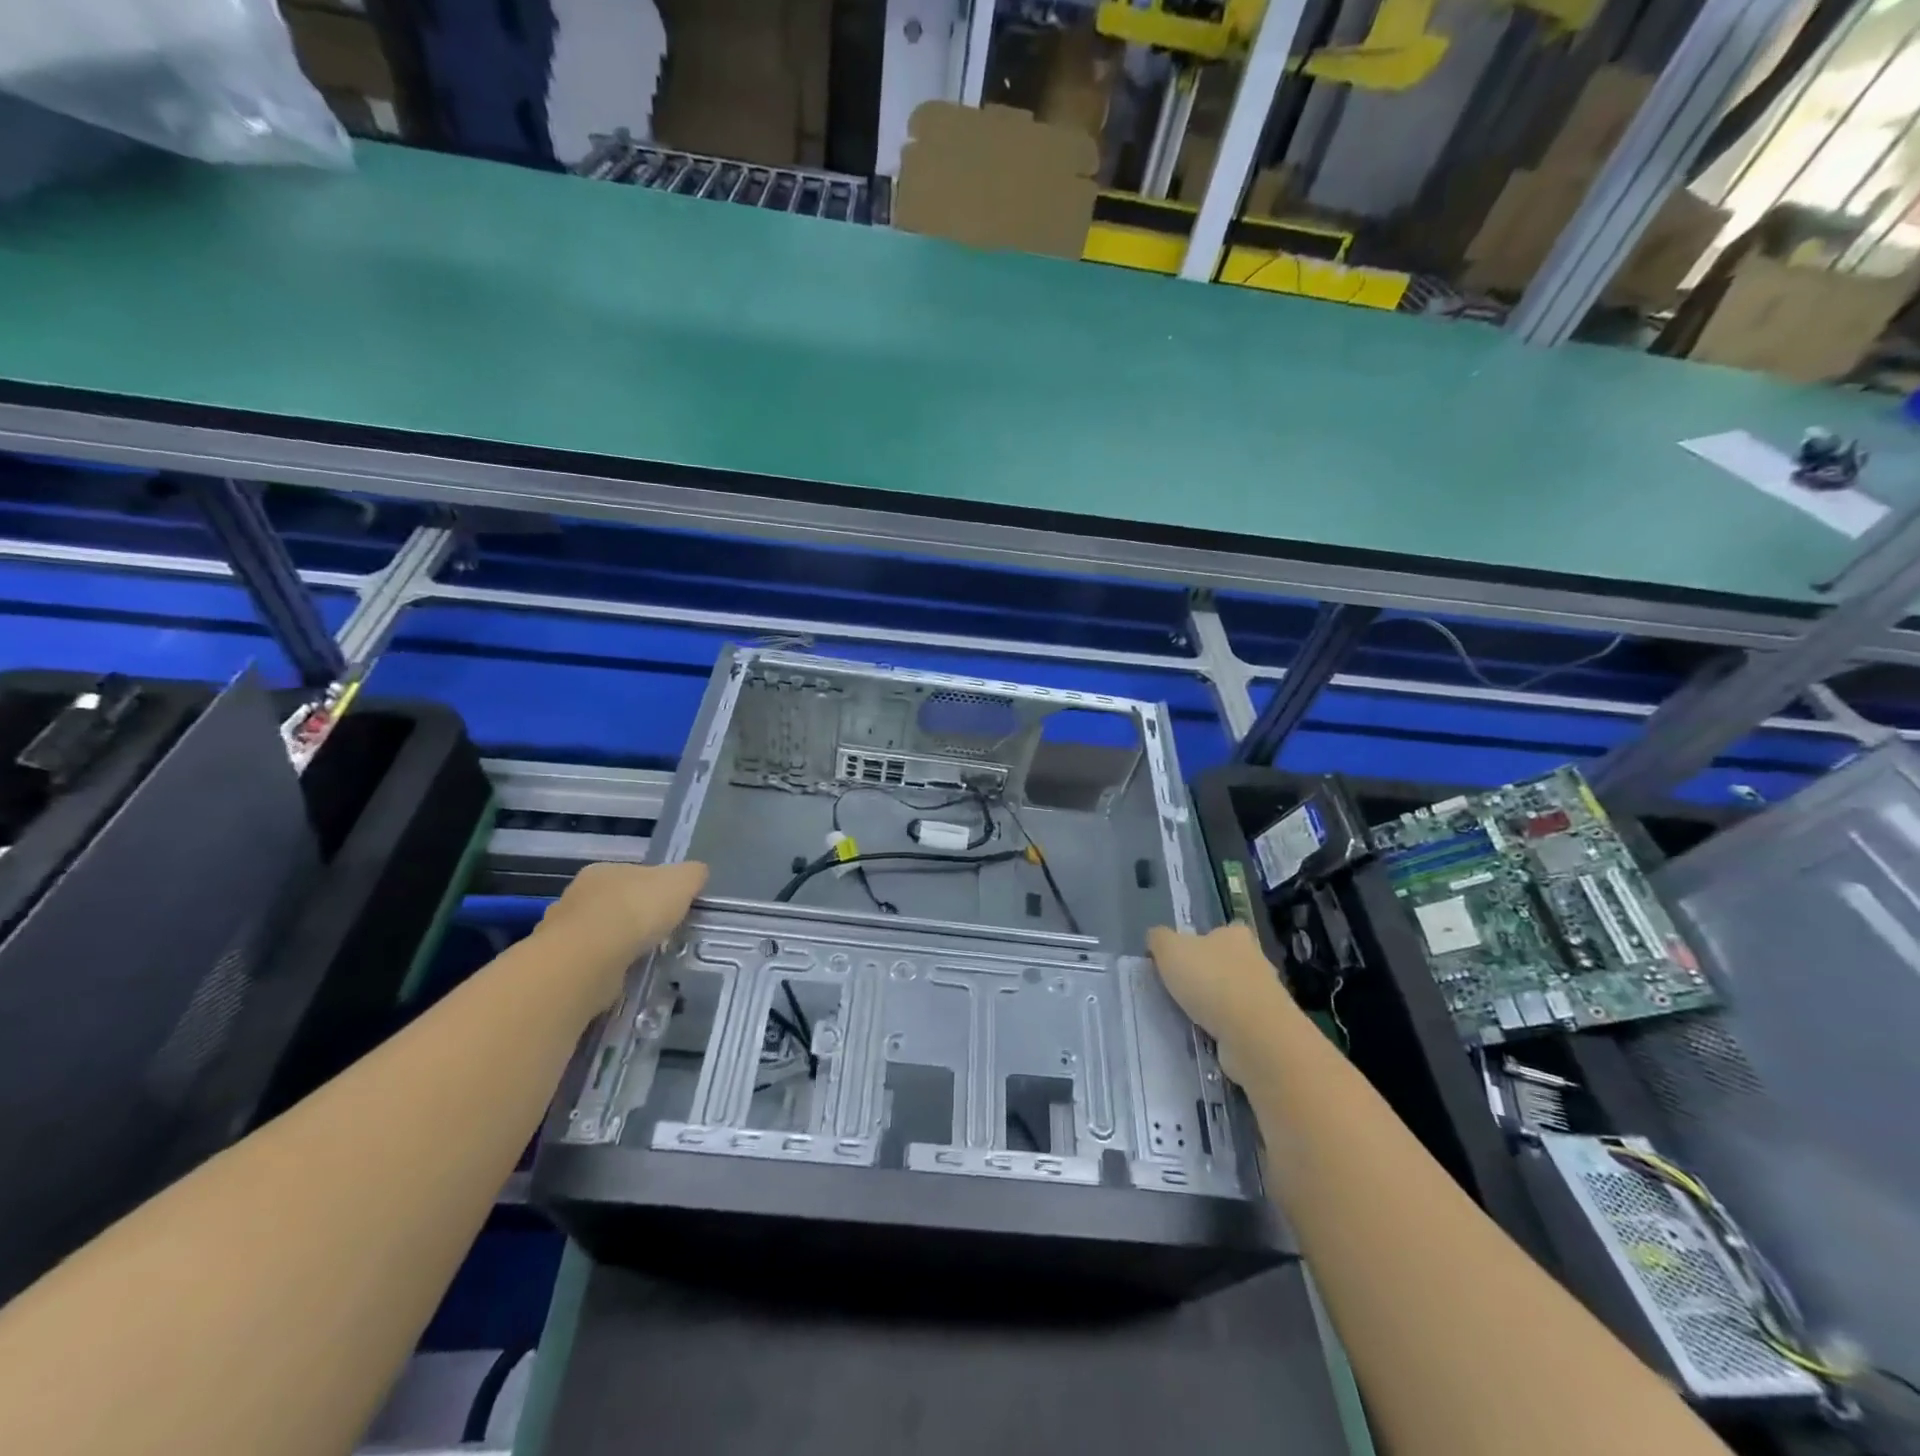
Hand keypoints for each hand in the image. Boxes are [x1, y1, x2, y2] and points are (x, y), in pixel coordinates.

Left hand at [539, 862, 707, 1005]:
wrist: (590, 959)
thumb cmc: (637, 910)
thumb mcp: (682, 882)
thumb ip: (692, 875)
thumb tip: (697, 875)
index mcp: (604, 870)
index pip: (634, 875)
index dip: (655, 889)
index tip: (671, 908)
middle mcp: (578, 895)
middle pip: (615, 903)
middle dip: (634, 918)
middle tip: (660, 935)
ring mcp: (564, 932)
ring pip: (600, 935)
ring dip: (618, 945)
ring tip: (643, 959)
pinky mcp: (561, 965)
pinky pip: (591, 963)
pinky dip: (606, 968)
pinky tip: (623, 977)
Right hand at [1147, 923, 1294, 1082]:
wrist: (1253, 1034)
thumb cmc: (1210, 981)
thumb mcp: (1169, 950)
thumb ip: (1159, 939)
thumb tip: (1156, 939)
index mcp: (1236, 935)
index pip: (1219, 932)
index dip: (1200, 943)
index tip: (1181, 960)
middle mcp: (1256, 960)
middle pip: (1228, 963)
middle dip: (1209, 976)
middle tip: (1181, 989)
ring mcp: (1267, 996)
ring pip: (1235, 995)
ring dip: (1217, 1005)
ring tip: (1191, 1017)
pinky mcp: (1268, 1028)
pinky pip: (1240, 1024)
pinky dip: (1225, 1029)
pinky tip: (1208, 1036)